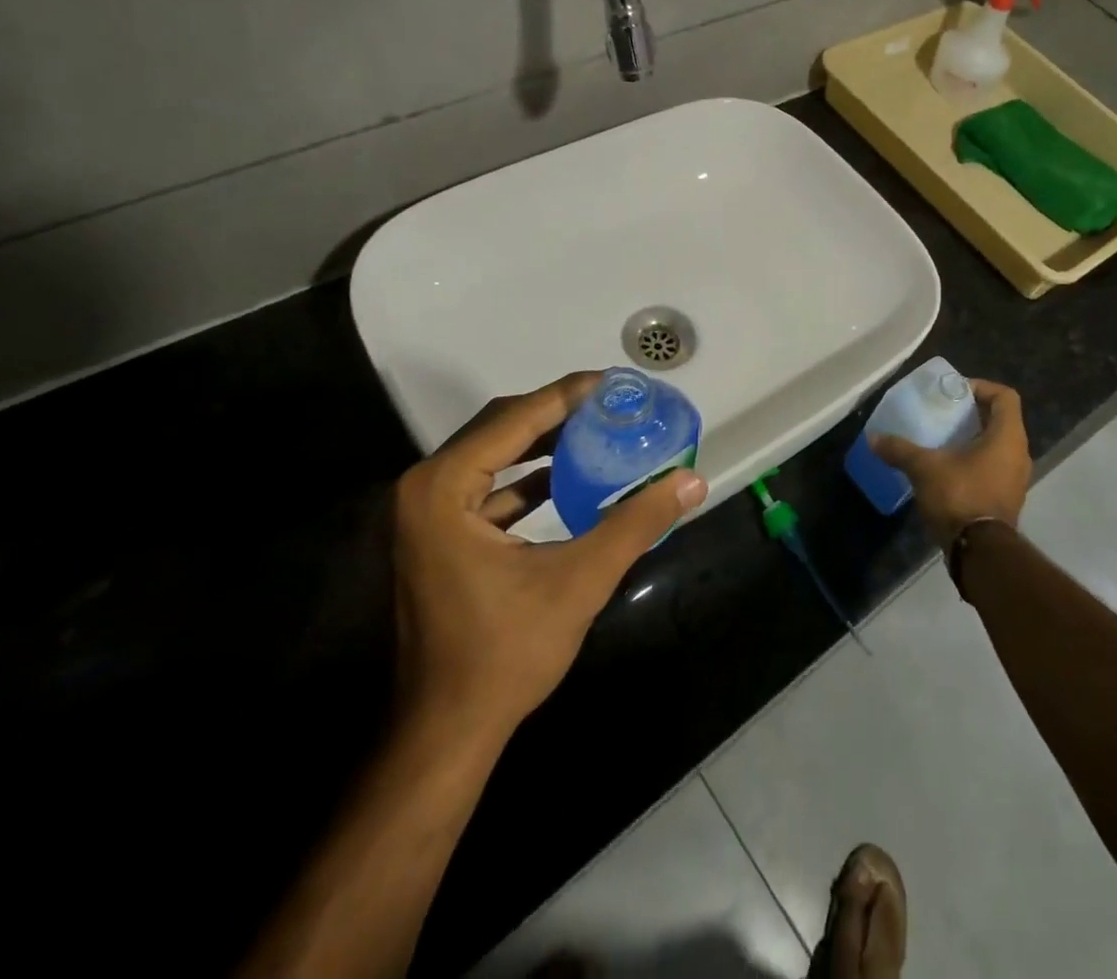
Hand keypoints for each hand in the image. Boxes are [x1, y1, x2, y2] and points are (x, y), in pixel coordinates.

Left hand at [392, 371, 706, 733]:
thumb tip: (692, 480)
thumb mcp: (579, 580)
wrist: (445, 735)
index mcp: (442, 488)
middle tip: (610, 405)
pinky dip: (527, 478)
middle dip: (557, 413)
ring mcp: (425, 516)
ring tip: (597, 432)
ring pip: (492, 456)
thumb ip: (637, 523)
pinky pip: (487, 487)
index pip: (513, 418)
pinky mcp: (436, 539)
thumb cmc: (504, 654)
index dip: (567, 395)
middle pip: (499, 428)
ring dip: (543, 443)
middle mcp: (424, 489)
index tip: (613, 383)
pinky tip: (567, 480)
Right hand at [872, 379, 1029, 549]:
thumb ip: (900, 449)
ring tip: (943, 441)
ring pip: (998, 446)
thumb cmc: (960, 496)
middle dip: (973, 414)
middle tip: (944, 414)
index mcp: (1007, 437)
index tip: (955, 393)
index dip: (982, 387)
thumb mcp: (924, 468)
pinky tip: (948, 469)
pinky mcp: (1007, 499)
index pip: (1005, 396)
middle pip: (1001, 420)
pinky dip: (975, 462)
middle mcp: (1019, 454)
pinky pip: (994, 468)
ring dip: (974, 440)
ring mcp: (1016, 479)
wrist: (979, 552)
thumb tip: (873, 438)